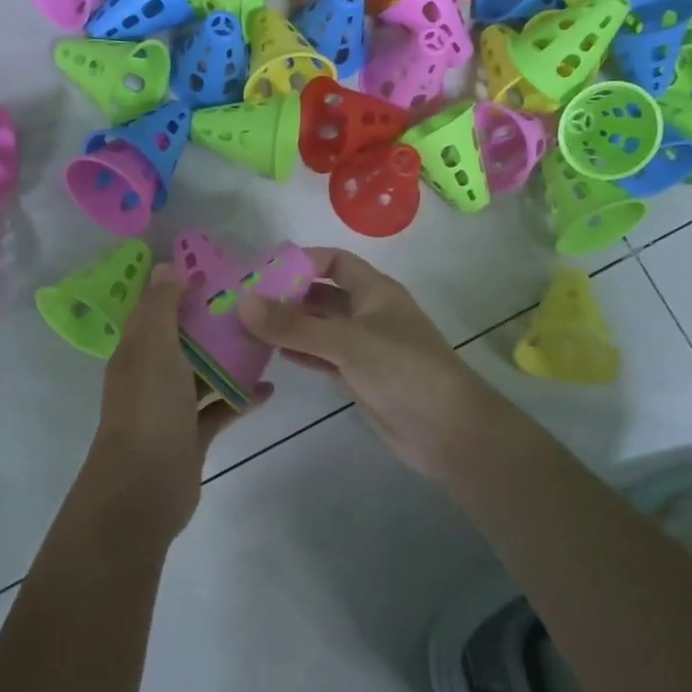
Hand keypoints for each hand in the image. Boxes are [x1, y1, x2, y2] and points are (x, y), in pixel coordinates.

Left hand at [87, 263, 267, 541]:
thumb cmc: (149, 408)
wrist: (143, 488)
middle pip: (184, 340)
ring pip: (204, 373)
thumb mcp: (153, 347)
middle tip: (253, 302)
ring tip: (267, 339)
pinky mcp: (192, 435)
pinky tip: (270, 388)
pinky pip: (220, 408)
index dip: (180, 289)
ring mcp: (172, 407)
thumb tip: (165, 267)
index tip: (217, 270)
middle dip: (212, 322)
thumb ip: (161, 307)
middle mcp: (151, 374)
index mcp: (137, 350)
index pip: (156, 310)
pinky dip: (241, 398)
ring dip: (230, 359)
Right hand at [238, 248, 507, 478]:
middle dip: (288, 295)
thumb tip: (243, 303)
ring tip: (248, 327)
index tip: (263, 270)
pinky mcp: (359, 377)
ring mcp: (364, 347)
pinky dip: (300, 352)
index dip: (302, 260)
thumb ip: (295, 325)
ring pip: (320, 327)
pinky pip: (322, 356)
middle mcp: (368, 313)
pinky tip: (272, 353)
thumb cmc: (403, 370)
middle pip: (322, 294)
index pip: (335, 261)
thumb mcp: (347, 341)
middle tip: (244, 301)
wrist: (448, 431)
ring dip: (289, 326)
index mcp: (375, 291)